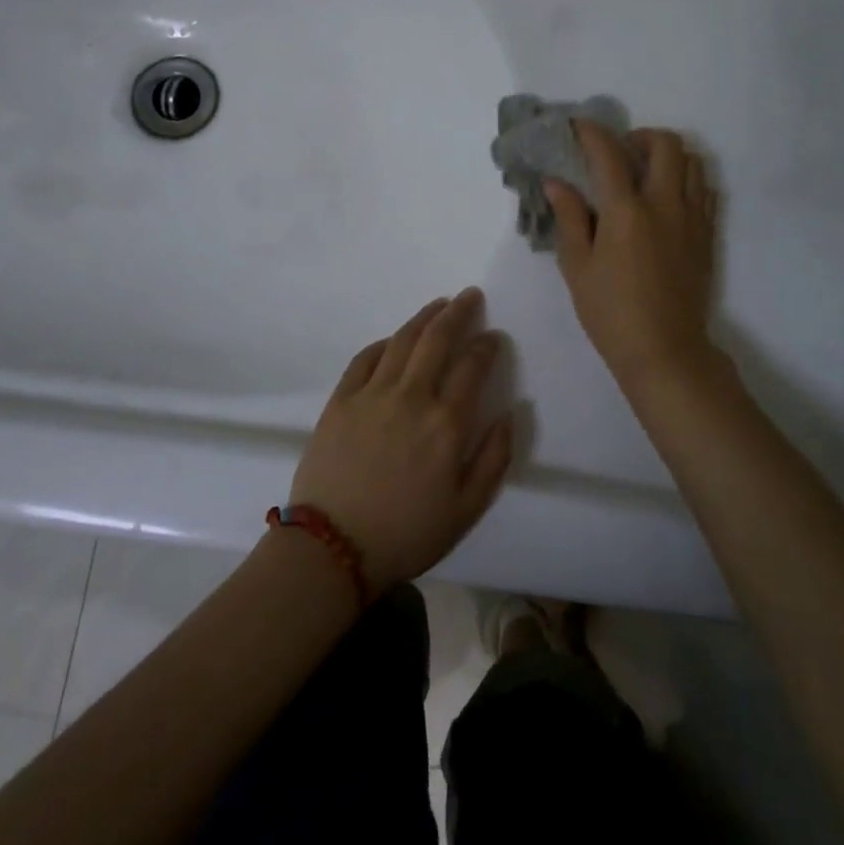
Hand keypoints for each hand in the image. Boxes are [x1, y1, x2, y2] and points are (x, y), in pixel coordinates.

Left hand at [289, 289, 513, 594]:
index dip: (486, 345)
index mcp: (446, 423)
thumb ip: (494, 458)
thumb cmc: (407, 533)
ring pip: (403, 340)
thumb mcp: (467, 509)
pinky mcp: (341, 400)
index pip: (473, 366)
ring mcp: (373, 394)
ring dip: (424, 317)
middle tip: (470, 296)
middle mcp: (412, 396)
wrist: (333, 548)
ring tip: (439, 304)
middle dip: (458, 312)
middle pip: (438, 339)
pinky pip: (365, 358)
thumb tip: (511, 413)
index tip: (493, 336)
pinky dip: (384, 343)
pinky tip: (394, 339)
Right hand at [543, 121, 719, 391]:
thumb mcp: (577, 267)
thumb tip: (556, 182)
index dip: (592, 132)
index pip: (609, 153)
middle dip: (640, 136)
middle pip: (665, 144)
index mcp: (626, 211)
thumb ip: (569, 218)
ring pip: (693, 162)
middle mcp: (665, 204)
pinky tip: (667, 199)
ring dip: (668, 155)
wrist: (665, 351)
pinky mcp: (708, 235)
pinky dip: (687, 180)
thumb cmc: (610, 312)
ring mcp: (692, 218)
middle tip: (620, 152)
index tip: (578, 126)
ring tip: (646, 172)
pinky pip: (705, 190)